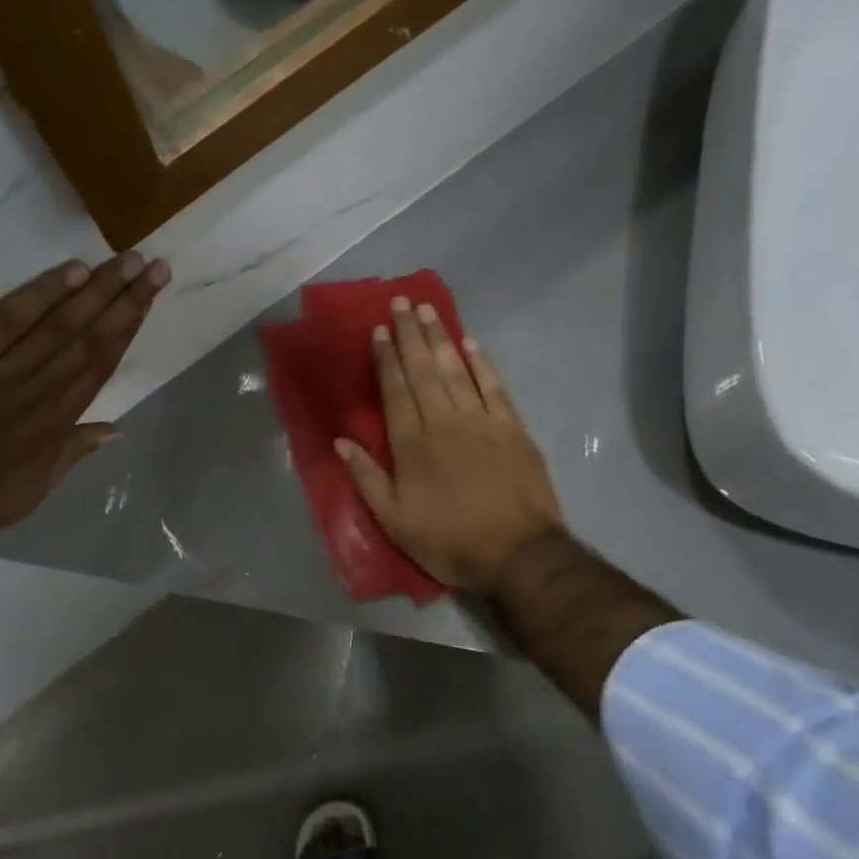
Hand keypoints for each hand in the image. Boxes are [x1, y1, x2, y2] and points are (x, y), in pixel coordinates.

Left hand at [0, 252, 170, 549]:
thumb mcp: (30, 492)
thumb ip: (72, 453)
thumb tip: (116, 427)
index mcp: (54, 426)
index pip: (100, 366)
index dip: (128, 328)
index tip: (150, 297)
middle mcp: (38, 393)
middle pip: (89, 339)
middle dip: (125, 301)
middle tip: (155, 266)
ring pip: (59, 325)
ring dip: (97, 291)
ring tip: (128, 261)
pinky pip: (7, 319)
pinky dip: (41, 294)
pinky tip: (73, 271)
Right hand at [335, 298, 563, 592]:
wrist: (518, 554)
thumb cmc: (449, 541)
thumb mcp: (395, 521)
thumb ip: (367, 478)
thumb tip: (340, 441)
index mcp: (412, 444)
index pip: (395, 390)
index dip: (385, 359)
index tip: (378, 331)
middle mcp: (444, 421)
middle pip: (423, 370)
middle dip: (410, 334)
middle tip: (401, 303)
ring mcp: (482, 421)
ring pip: (456, 370)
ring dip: (441, 338)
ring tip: (428, 311)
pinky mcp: (513, 428)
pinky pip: (494, 386)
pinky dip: (482, 363)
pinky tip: (471, 343)